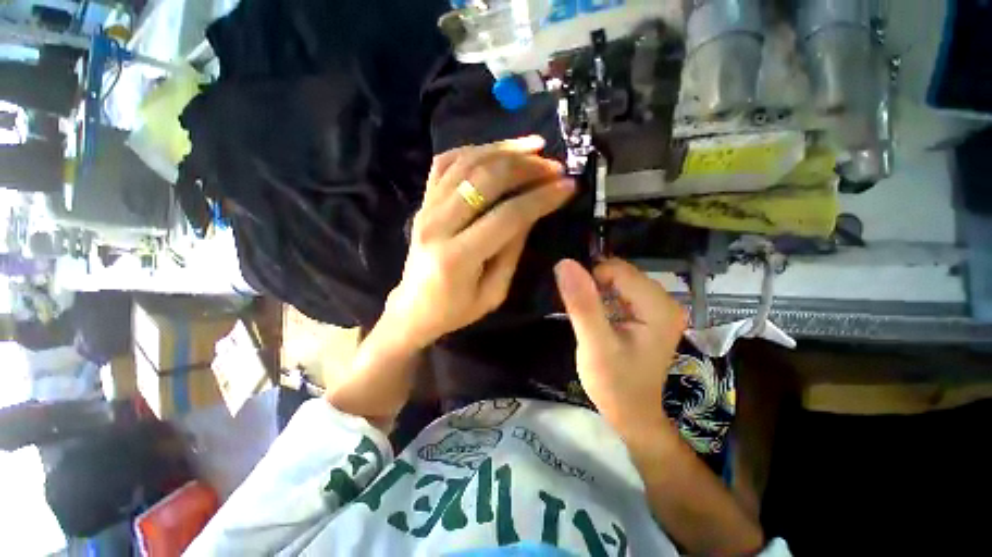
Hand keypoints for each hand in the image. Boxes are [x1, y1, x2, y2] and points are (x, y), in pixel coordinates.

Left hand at [383, 136, 574, 348]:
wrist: (413, 308)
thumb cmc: (455, 310)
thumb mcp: (493, 293)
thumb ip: (512, 251)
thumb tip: (531, 211)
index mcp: (457, 257)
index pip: (507, 215)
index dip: (540, 198)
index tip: (568, 187)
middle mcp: (437, 225)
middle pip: (485, 180)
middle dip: (526, 167)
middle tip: (554, 166)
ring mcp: (425, 209)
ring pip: (466, 163)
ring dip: (504, 150)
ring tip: (535, 147)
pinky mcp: (422, 202)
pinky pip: (445, 163)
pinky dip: (474, 150)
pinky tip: (497, 150)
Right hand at [554, 258, 686, 431]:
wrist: (631, 413)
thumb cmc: (614, 383)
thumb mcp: (594, 345)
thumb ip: (582, 304)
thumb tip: (565, 264)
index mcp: (659, 306)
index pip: (617, 270)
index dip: (591, 282)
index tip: (578, 306)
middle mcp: (666, 301)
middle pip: (620, 273)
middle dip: (595, 286)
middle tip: (584, 314)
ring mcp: (659, 307)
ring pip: (619, 280)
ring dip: (597, 292)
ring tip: (589, 317)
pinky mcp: (649, 313)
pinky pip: (621, 291)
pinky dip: (604, 298)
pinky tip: (598, 318)